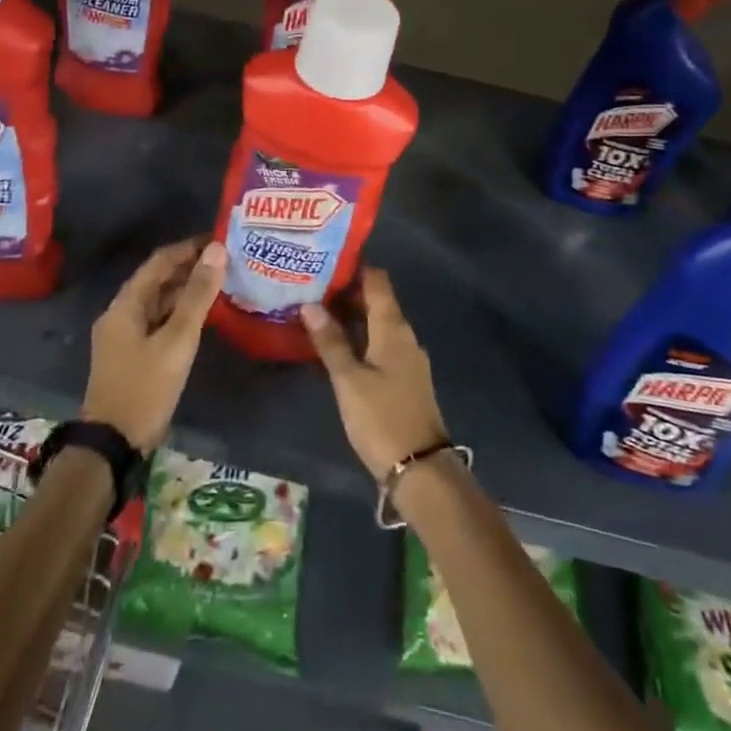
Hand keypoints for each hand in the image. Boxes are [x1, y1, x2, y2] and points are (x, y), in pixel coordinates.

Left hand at [82, 239, 225, 451]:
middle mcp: (121, 313)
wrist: (113, 445)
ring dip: (186, 290)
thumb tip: (217, 250)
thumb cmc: (145, 388)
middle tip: (228, 261)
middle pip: (158, 279)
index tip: (221, 239)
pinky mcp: (131, 354)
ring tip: (222, 283)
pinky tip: (204, 316)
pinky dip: (179, 313)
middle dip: (190, 267)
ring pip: (158, 301)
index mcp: (126, 304)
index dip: (189, 247)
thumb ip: (198, 295)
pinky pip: (158, 321)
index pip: (160, 261)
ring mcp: (124, 335)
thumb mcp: (177, 340)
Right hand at [301, 268, 448, 479]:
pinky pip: (381, 344)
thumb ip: (330, 341)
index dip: (354, 267)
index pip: (377, 281)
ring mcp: (407, 358)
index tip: (325, 262)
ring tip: (317, 314)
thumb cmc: (381, 417)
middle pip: (377, 301)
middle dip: (347, 293)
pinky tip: (337, 347)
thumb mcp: (349, 379)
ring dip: (352, 317)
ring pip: (378, 324)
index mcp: (393, 328)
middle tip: (312, 288)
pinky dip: (360, 338)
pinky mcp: (405, 379)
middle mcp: (404, 335)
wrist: (420, 468)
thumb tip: (310, 304)